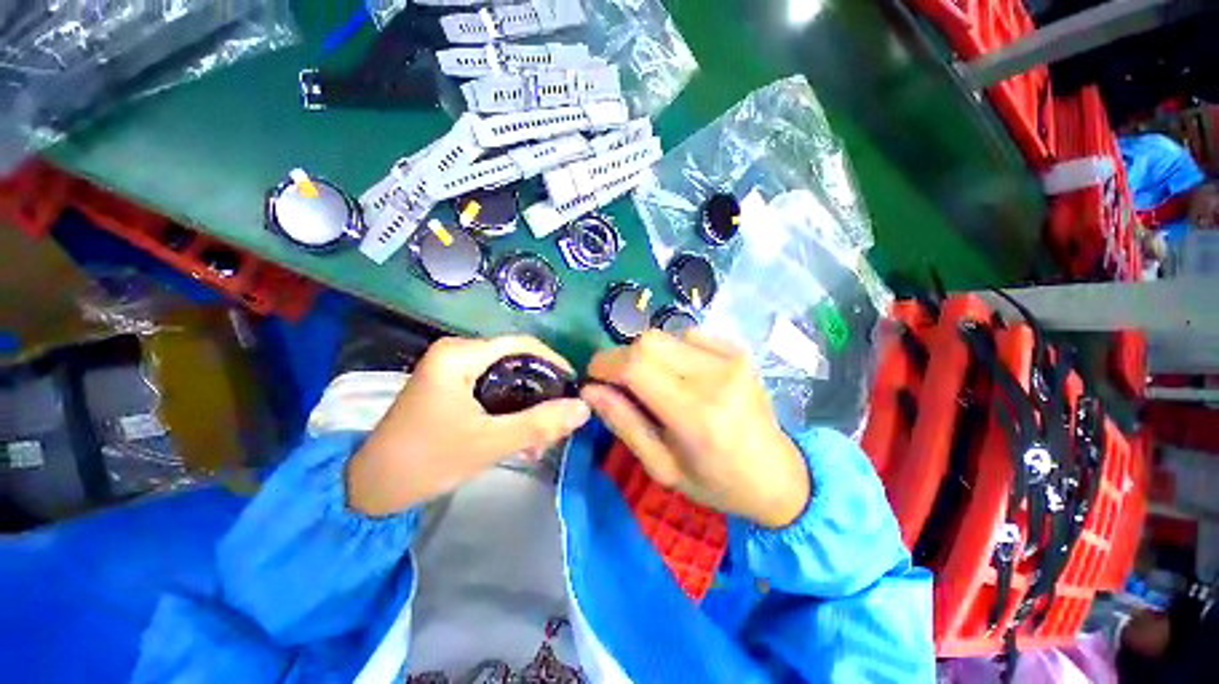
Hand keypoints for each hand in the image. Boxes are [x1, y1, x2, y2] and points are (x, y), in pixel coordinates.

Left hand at [348, 336, 590, 515]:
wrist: (369, 490)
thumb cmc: (425, 461)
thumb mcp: (488, 444)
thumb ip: (539, 424)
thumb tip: (584, 408)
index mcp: (460, 355)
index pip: (522, 344)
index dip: (554, 362)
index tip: (573, 388)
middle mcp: (457, 353)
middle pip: (516, 361)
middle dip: (541, 392)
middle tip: (556, 421)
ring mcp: (453, 370)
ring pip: (507, 377)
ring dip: (527, 406)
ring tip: (539, 439)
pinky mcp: (452, 387)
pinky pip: (493, 389)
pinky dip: (511, 410)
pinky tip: (520, 437)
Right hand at [582, 329, 809, 528]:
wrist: (777, 474)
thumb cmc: (716, 482)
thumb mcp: (661, 467)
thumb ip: (624, 424)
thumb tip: (590, 390)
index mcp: (695, 415)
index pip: (636, 366)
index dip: (605, 364)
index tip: (593, 378)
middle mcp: (716, 377)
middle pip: (647, 342)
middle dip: (623, 358)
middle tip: (621, 384)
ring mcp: (732, 358)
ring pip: (665, 335)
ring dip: (647, 356)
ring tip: (656, 383)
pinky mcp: (738, 350)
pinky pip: (688, 335)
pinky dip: (672, 351)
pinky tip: (682, 374)